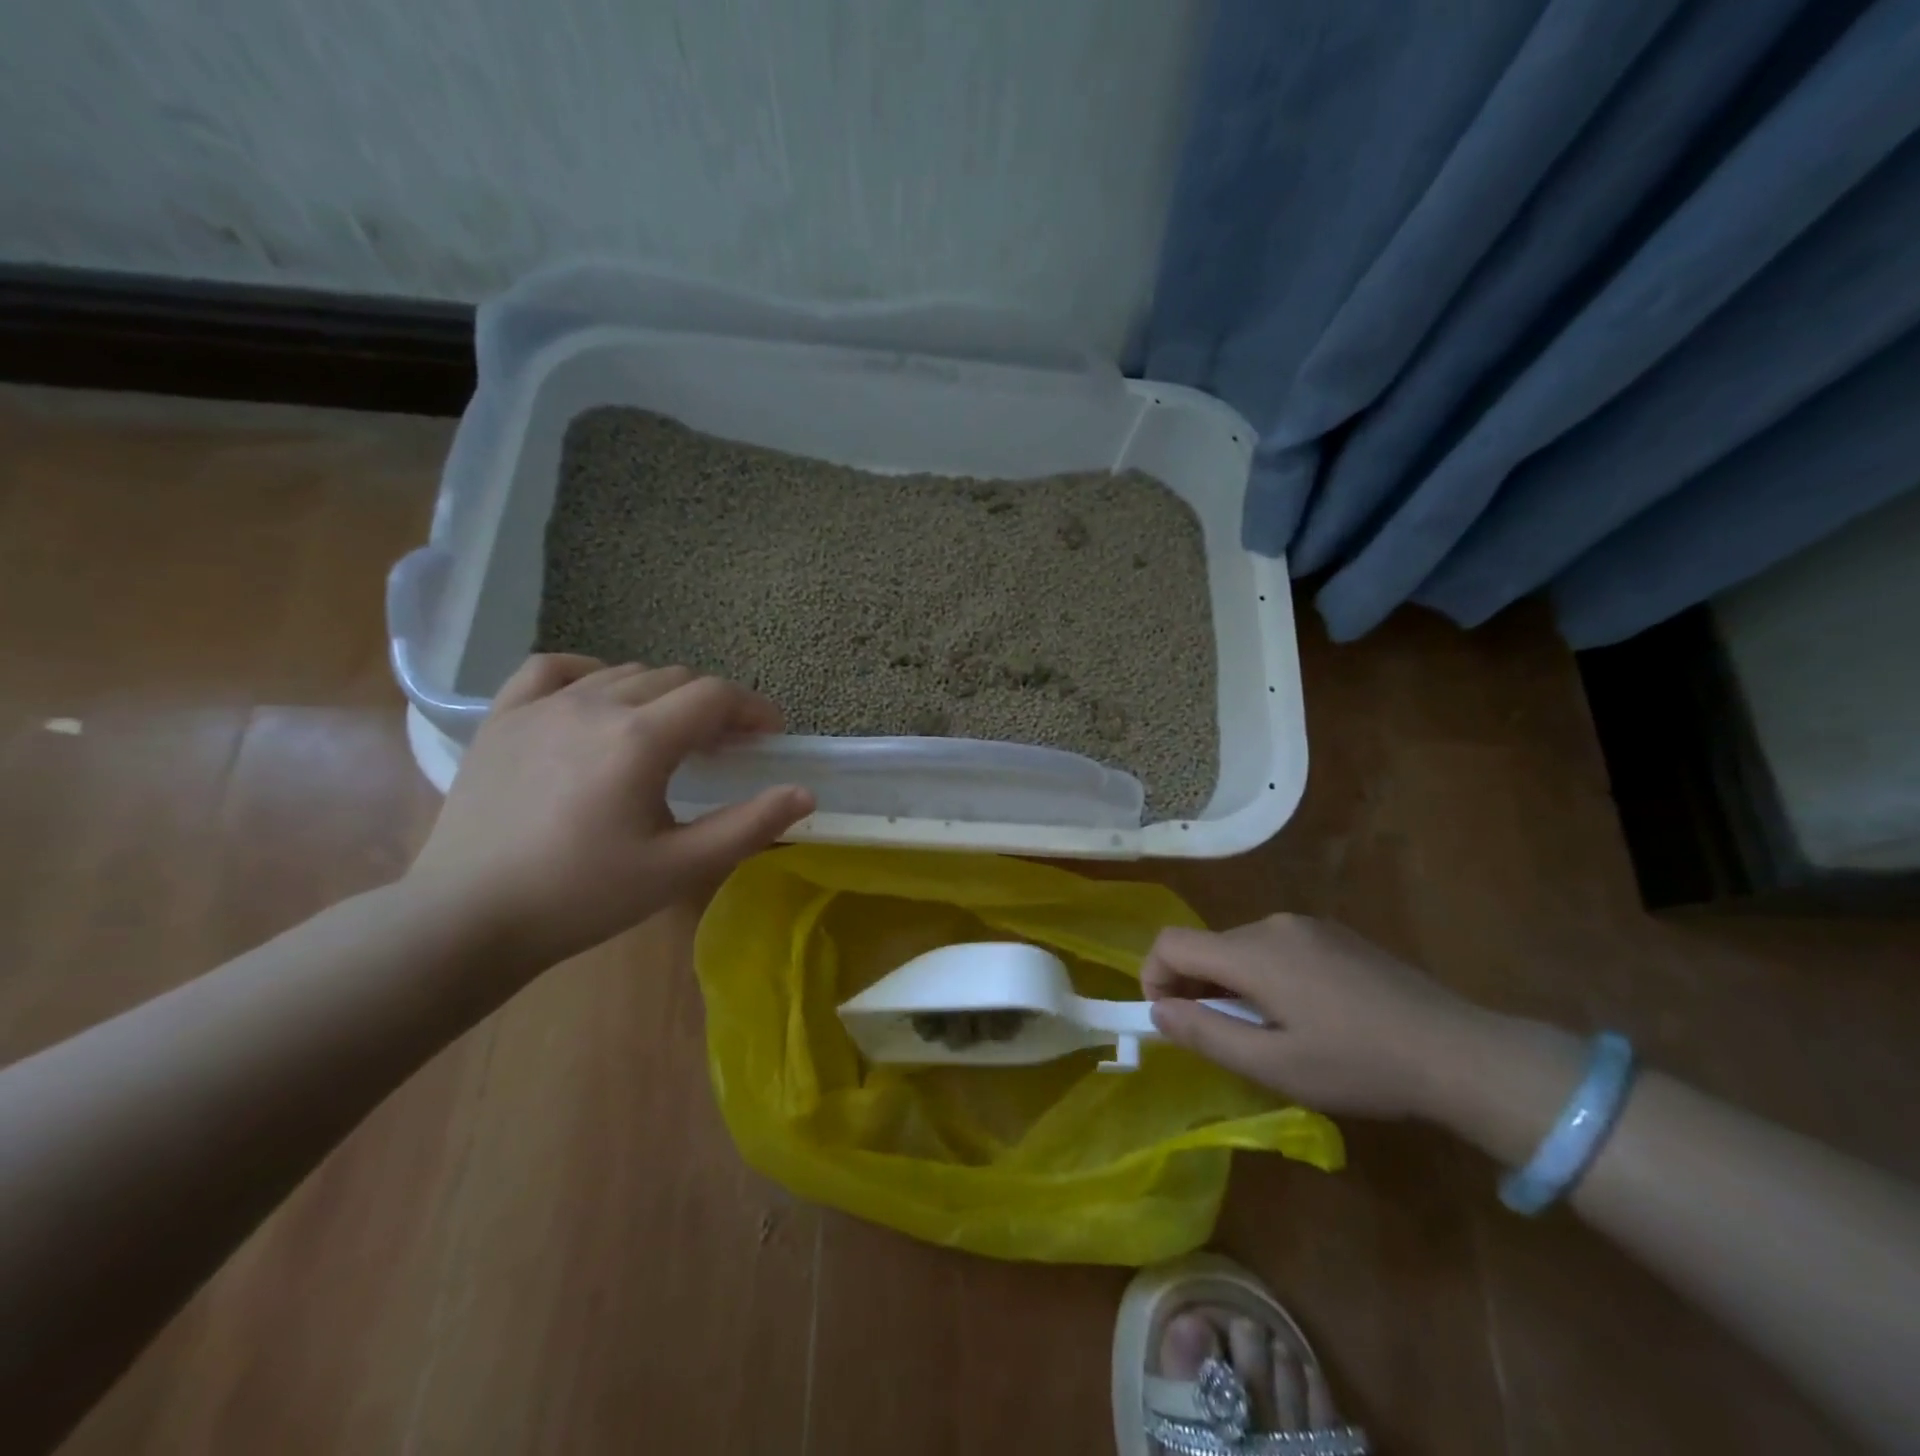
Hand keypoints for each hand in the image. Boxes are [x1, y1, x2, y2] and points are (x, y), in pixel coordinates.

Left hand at [407, 655, 814, 964]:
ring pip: (623, 672)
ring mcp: (543, 706)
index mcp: (641, 739)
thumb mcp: (679, 867)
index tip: (771, 736)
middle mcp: (595, 705)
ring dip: (662, 694)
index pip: (715, 696)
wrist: (469, 918)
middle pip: (675, 679)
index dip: (754, 709)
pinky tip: (598, 697)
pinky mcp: (503, 718)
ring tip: (670, 733)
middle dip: (713, 704)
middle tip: (726, 747)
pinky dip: (590, 673)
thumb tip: (804, 792)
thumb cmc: (584, 895)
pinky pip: (553, 669)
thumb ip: (748, 826)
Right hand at [1142, 915, 1485, 1118]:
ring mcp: (1308, 926)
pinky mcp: (1336, 935)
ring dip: (1232, 984)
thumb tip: (1157, 1011)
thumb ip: (1205, 1033)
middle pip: (1207, 945)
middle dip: (1195, 987)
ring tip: (1268, 1033)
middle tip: (1221, 1039)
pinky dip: (1265, 975)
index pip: (1172, 943)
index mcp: (1253, 951)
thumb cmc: (1358, 1065)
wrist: (1459, 1052)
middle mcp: (1273, 924)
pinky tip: (1306, 1015)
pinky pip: (1277, 947)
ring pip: (1242, 947)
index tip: (1171, 1020)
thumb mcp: (1273, 1064)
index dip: (1154, 978)